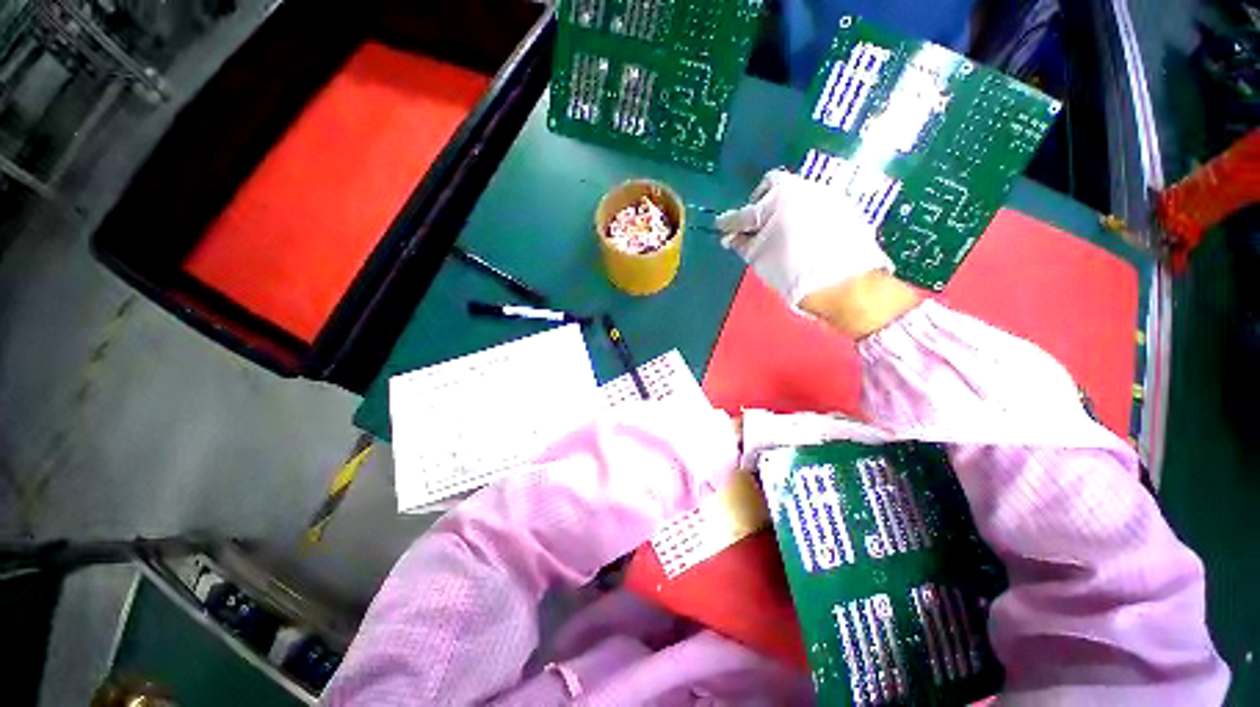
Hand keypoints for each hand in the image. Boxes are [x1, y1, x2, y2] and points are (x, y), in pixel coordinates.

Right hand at [715, 169, 893, 307]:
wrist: (846, 284)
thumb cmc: (793, 272)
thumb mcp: (760, 260)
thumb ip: (742, 244)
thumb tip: (731, 238)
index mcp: (774, 200)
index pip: (743, 213)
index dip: (729, 223)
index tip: (722, 228)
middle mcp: (801, 188)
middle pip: (772, 186)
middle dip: (759, 203)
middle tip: (755, 226)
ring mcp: (825, 194)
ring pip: (796, 193)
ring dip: (784, 208)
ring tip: (781, 233)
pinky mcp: (844, 205)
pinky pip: (815, 204)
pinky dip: (804, 215)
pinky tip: (805, 235)